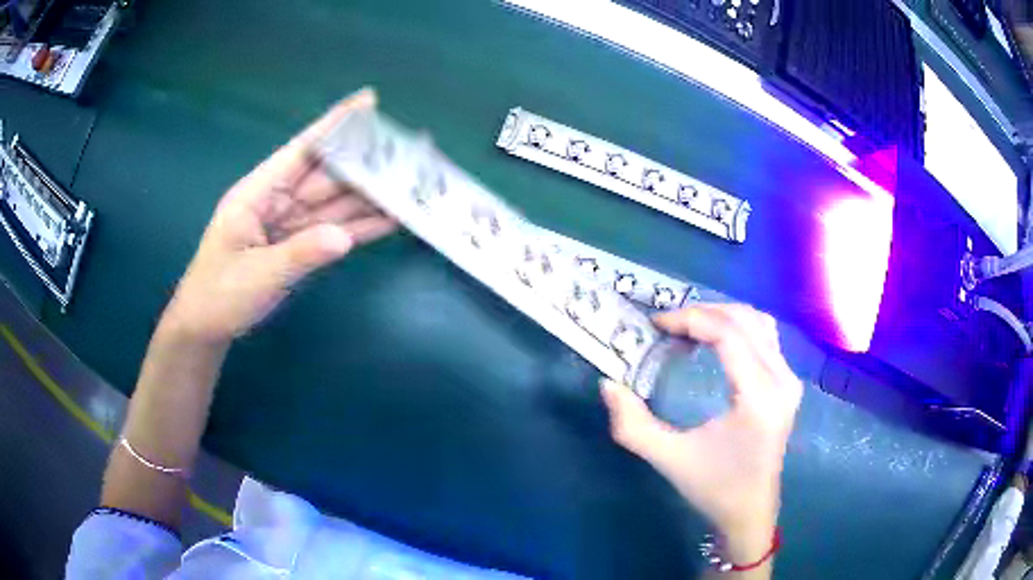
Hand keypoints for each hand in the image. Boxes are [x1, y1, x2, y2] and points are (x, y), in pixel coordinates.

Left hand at [161, 89, 396, 342]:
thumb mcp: (255, 275)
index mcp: (258, 193)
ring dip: (370, 195)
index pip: (301, 150)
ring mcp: (290, 224)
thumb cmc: (218, 295)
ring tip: (409, 183)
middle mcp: (278, 201)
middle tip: (407, 152)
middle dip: (365, 161)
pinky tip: (390, 217)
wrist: (205, 326)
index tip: (367, 102)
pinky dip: (360, 226)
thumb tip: (343, 239)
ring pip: (336, 203)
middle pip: (327, 175)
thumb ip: (298, 255)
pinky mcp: (300, 246)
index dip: (334, 125)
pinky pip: (334, 231)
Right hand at [601, 304, 801, 562]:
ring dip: (722, 316)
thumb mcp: (668, 458)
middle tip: (667, 325)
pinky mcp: (789, 383)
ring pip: (758, 323)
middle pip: (745, 320)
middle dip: (703, 312)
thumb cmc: (713, 487)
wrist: (750, 512)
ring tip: (688, 327)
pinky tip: (715, 340)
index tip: (657, 324)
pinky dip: (738, 328)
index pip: (728, 334)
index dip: (690, 319)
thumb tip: (608, 384)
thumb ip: (632, 424)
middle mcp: (782, 380)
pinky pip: (766, 337)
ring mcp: (790, 380)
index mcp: (758, 397)